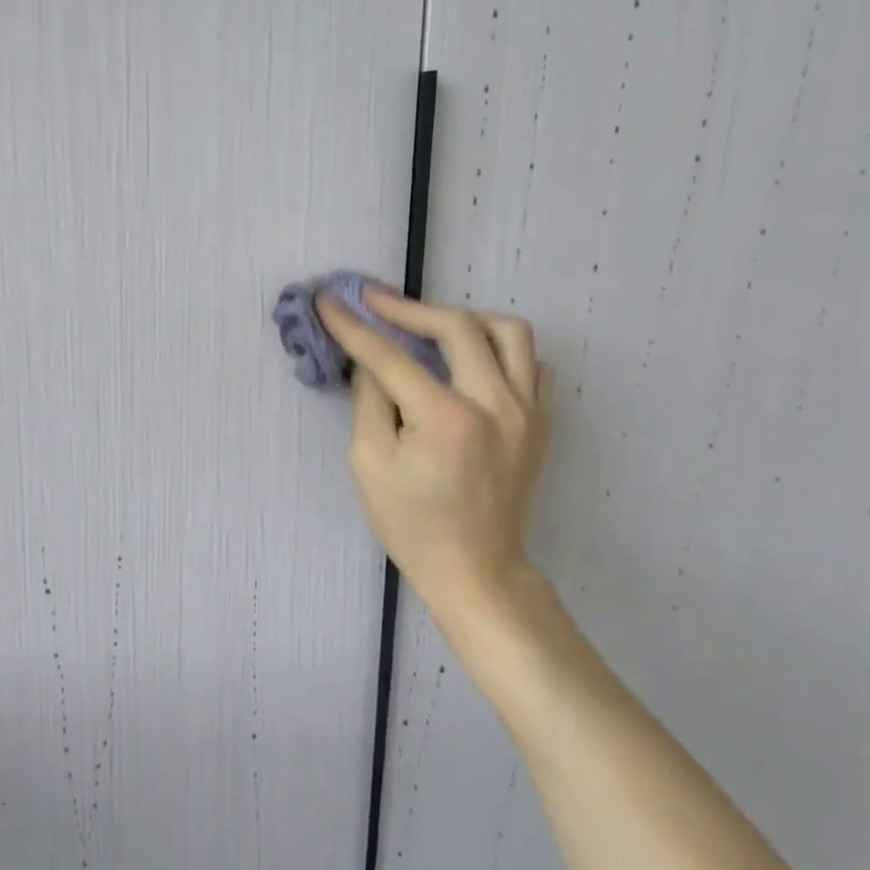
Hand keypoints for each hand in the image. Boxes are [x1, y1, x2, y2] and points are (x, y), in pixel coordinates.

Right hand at [317, 288, 551, 638]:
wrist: (476, 570)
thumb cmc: (413, 525)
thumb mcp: (369, 465)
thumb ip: (369, 401)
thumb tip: (371, 361)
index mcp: (447, 419)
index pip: (391, 356)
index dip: (354, 326)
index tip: (328, 300)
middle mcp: (496, 403)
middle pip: (456, 326)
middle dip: (408, 307)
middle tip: (373, 301)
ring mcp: (528, 410)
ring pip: (507, 331)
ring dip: (463, 317)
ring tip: (428, 324)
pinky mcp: (541, 420)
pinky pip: (529, 361)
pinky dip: (498, 347)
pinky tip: (470, 357)